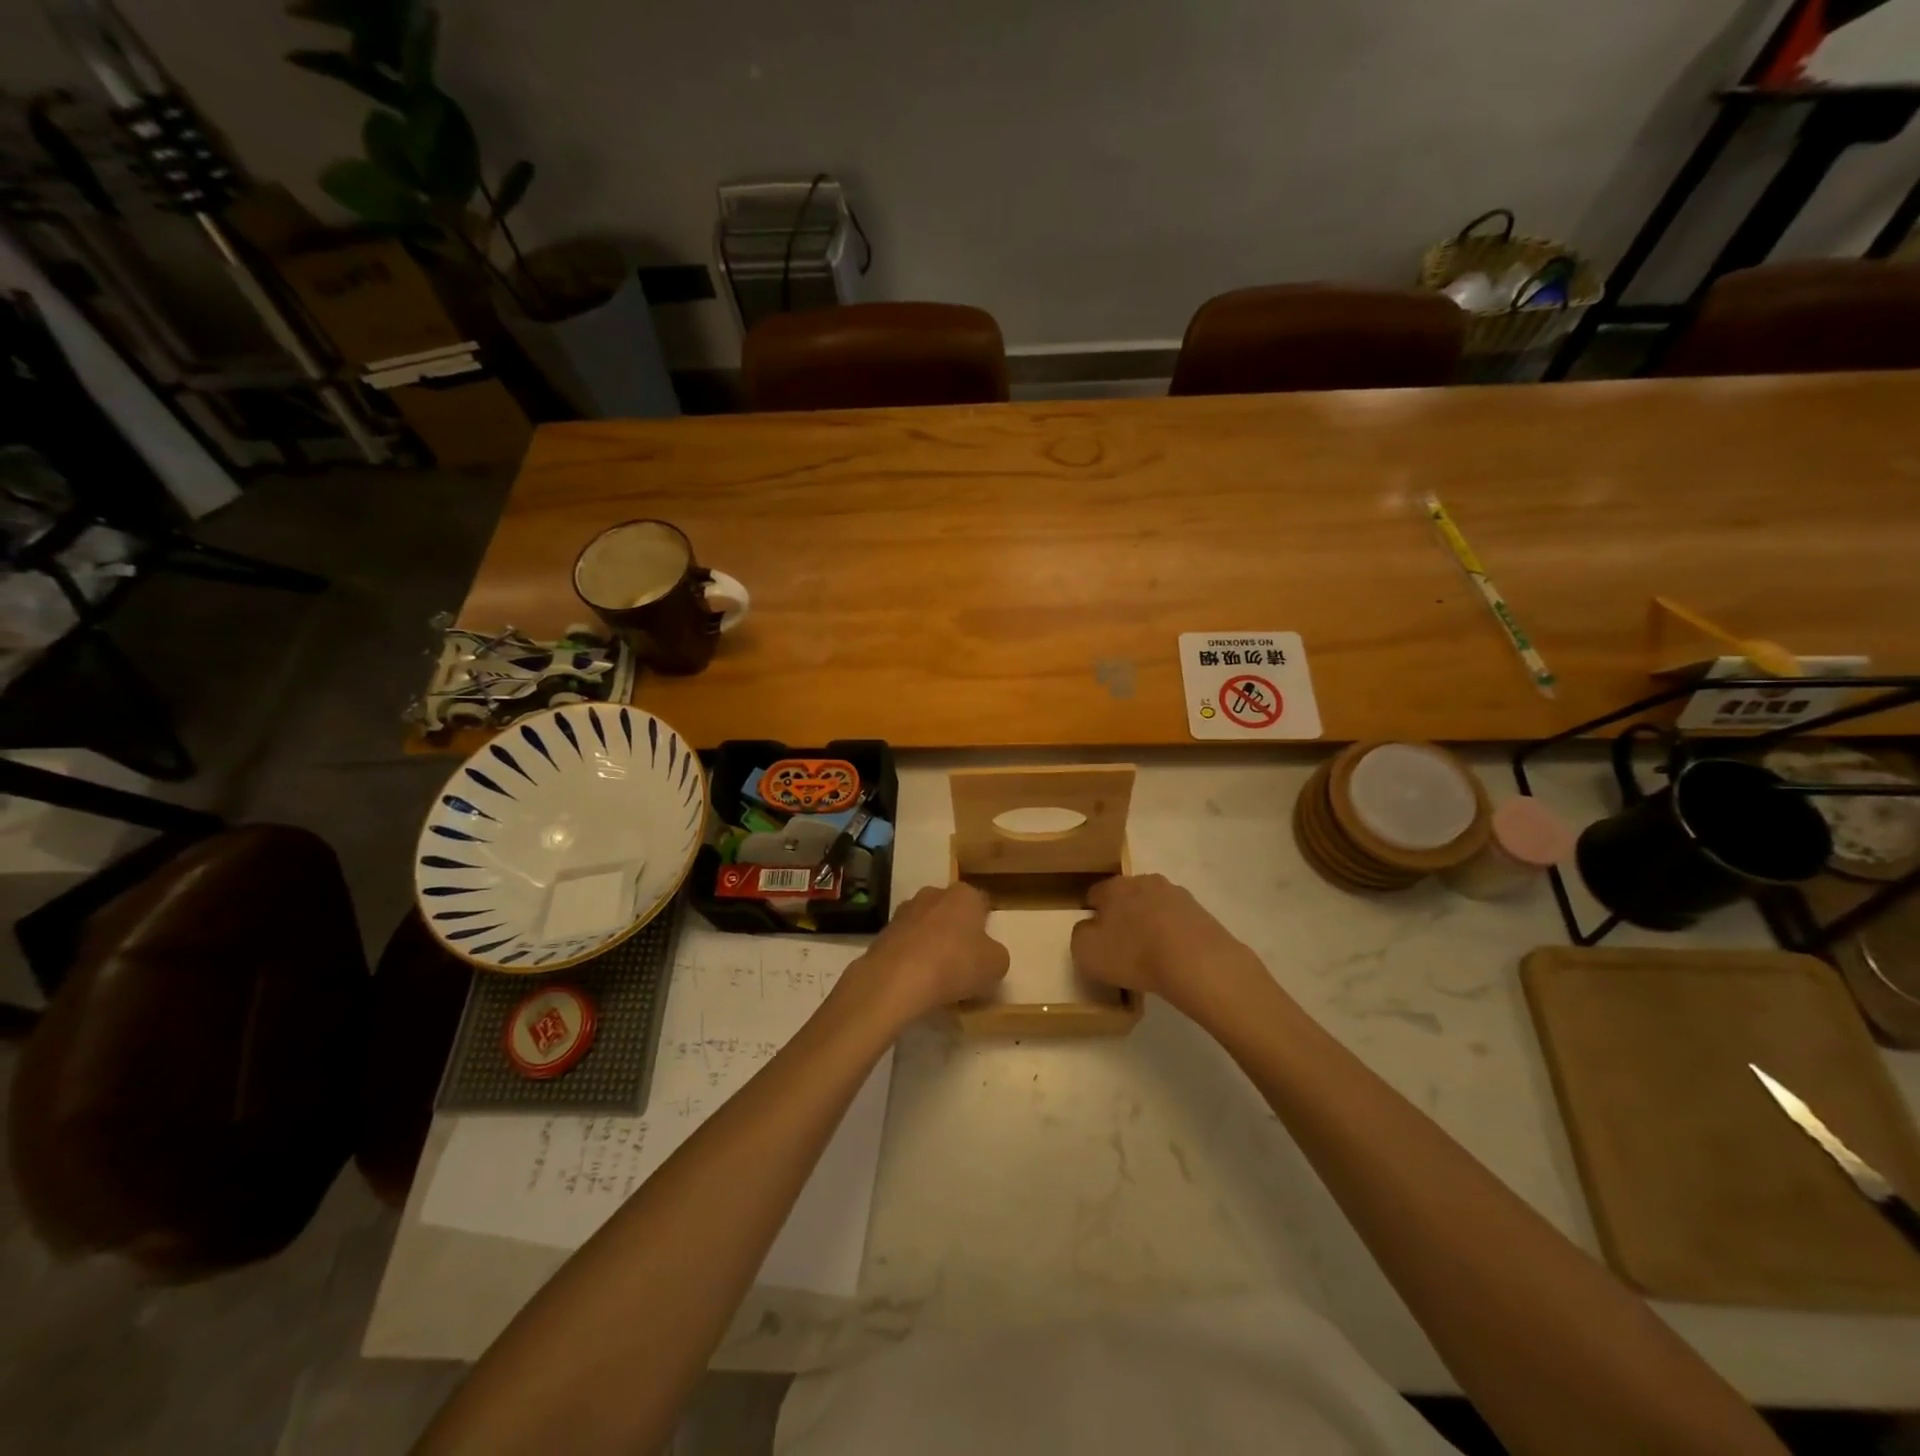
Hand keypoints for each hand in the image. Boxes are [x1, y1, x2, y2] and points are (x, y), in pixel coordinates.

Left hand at [842, 883, 1008, 1022]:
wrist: (896, 978)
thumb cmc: (955, 964)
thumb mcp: (995, 965)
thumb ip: (996, 955)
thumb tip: (988, 953)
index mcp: (964, 895)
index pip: (982, 902)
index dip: (986, 924)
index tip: (986, 947)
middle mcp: (933, 894)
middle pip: (951, 911)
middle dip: (957, 930)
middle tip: (964, 960)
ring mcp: (905, 911)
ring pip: (927, 925)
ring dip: (932, 942)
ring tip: (938, 975)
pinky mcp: (884, 932)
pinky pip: (907, 943)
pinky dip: (912, 956)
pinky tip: (916, 979)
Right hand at [1071, 874, 1270, 1017]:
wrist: (1197, 963)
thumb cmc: (1133, 954)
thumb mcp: (1086, 951)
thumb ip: (1080, 935)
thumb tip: (1089, 928)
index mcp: (1114, 887)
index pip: (1094, 893)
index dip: (1092, 914)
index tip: (1095, 937)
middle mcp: (1144, 881)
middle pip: (1126, 896)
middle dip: (1122, 915)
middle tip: (1122, 946)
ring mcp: (1176, 894)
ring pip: (1154, 906)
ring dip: (1150, 923)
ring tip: (1151, 955)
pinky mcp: (1201, 912)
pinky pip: (1177, 921)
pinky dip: (1173, 934)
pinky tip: (1174, 957)